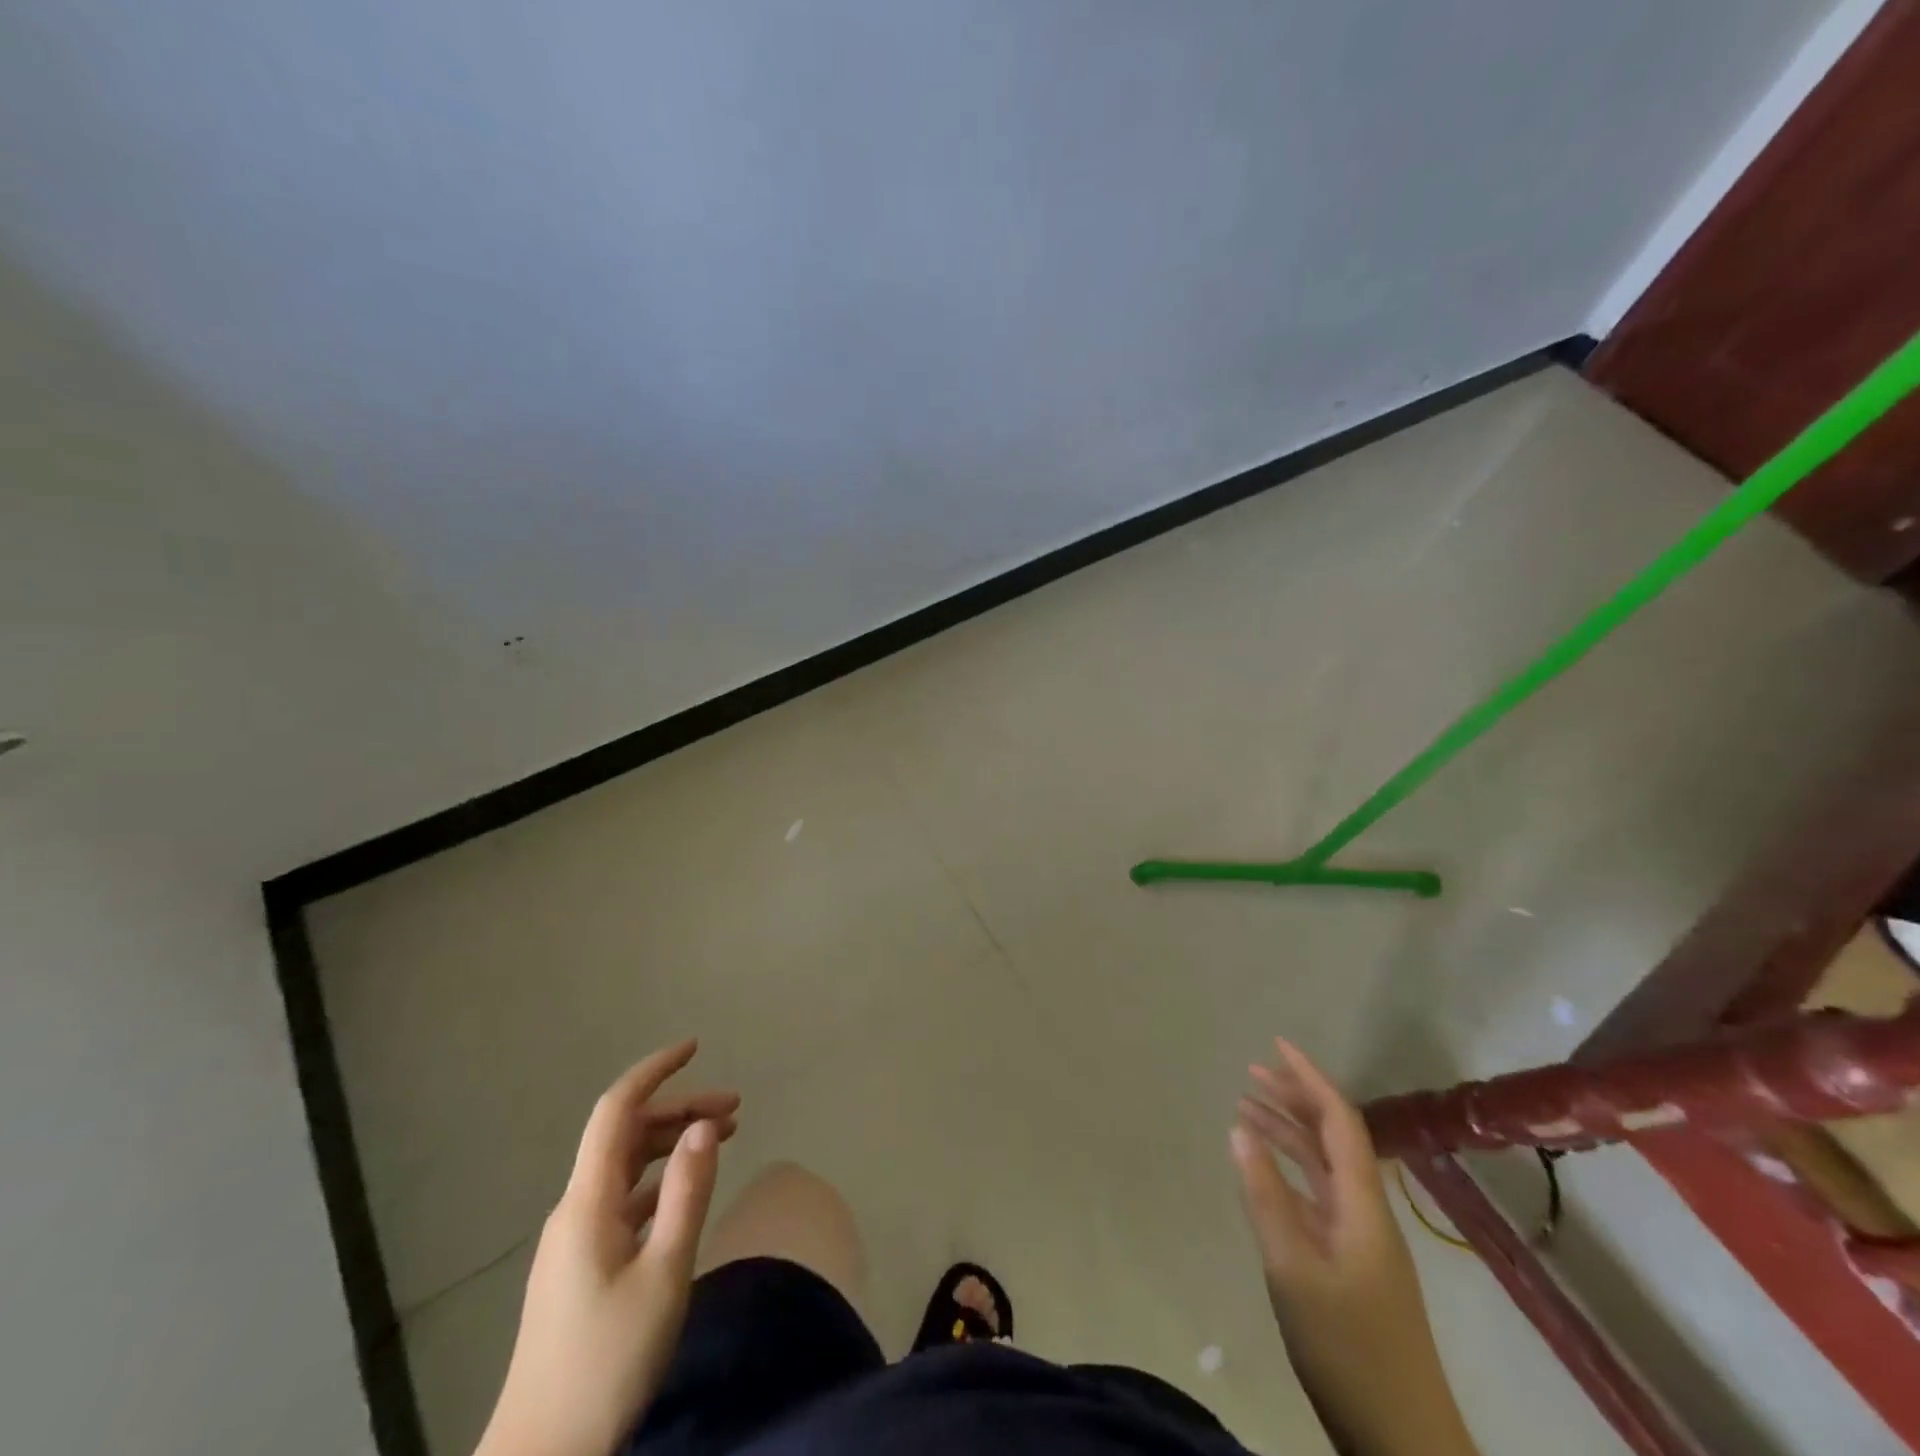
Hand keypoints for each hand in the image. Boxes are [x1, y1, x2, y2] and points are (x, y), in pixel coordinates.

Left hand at [477, 1040, 738, 1455]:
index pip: (617, 1110)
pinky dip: (662, 1181)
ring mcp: (577, 1239)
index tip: (694, 1046)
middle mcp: (577, 1208)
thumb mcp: (663, 1273)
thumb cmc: (607, 1359)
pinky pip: (626, 1200)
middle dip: (681, 1110)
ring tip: (724, 1138)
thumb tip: (704, 1125)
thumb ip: (687, 1194)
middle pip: (628, 1136)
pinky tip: (689, 1192)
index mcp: (588, 1202)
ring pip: (629, 1168)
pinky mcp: (583, 1266)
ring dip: (673, 1144)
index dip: (654, 1071)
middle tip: (736, 1109)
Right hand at [1231, 1039, 1474, 1455]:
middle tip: (1250, 1073)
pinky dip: (1290, 1171)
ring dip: (1289, 1133)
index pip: (1339, 1120)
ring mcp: (1361, 1239)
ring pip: (1324, 1166)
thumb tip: (1239, 1128)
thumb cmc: (1348, 1346)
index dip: (1310, 1078)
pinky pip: (1319, 1196)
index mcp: (1362, 1203)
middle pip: (1333, 1137)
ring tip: (1246, 1110)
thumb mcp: (1293, 1268)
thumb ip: (1265, 1194)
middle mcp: (1366, 1210)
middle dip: (1295, 1098)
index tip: (1276, 1045)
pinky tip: (1265, 1170)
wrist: (1403, 1438)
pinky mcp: (1352, 1264)